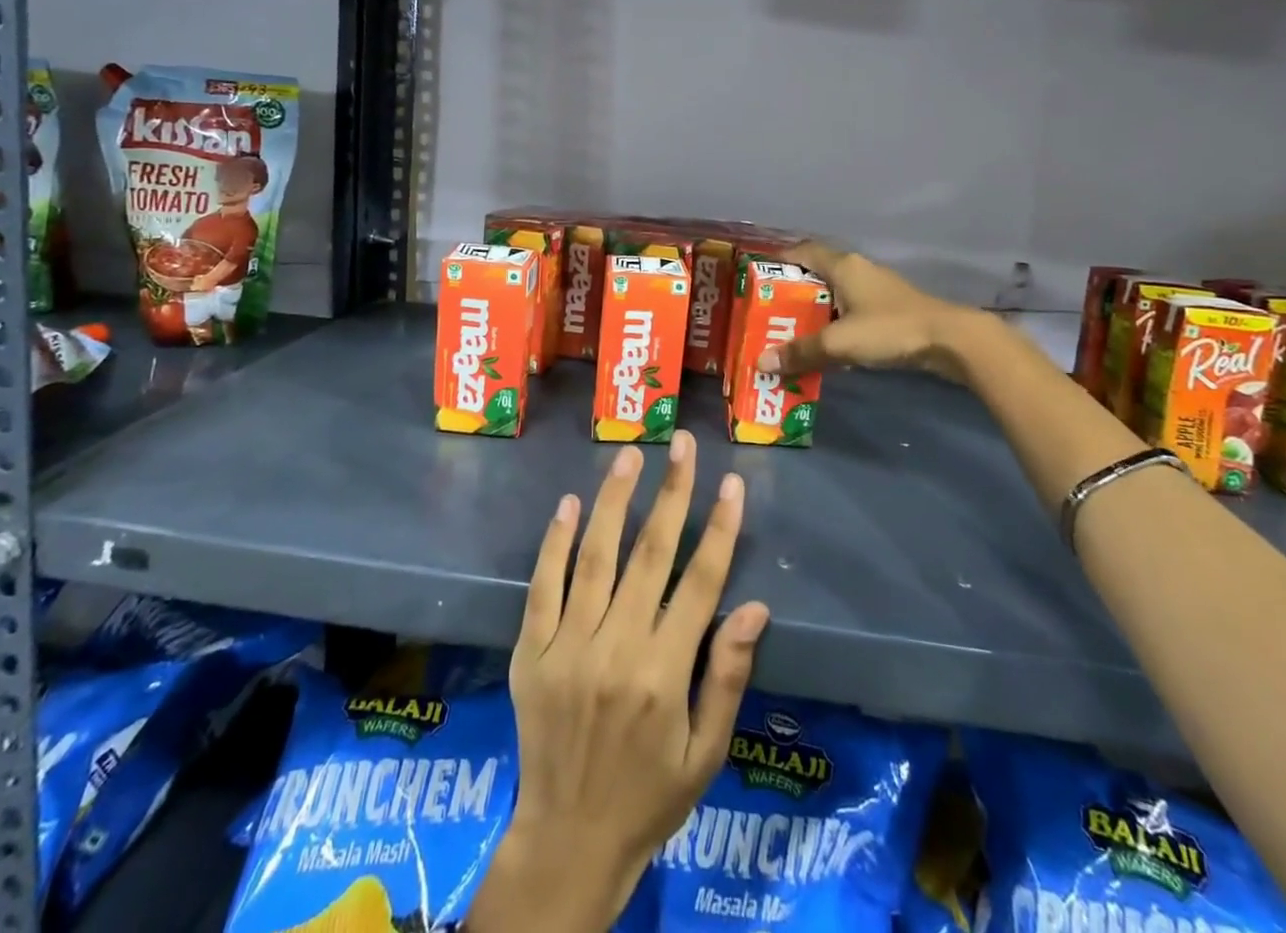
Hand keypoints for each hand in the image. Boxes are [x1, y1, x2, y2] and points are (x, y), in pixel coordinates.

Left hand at [472, 434, 769, 932]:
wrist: (567, 841)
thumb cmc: (649, 796)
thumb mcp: (705, 754)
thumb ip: (727, 676)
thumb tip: (756, 607)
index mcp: (663, 675)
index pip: (700, 583)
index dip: (720, 529)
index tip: (732, 483)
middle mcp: (615, 650)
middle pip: (650, 555)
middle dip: (671, 493)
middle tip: (682, 443)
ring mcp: (566, 647)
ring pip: (594, 558)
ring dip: (614, 501)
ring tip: (631, 455)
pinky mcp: (530, 652)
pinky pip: (542, 586)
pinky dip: (555, 542)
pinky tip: (569, 503)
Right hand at [757, 241, 975, 380]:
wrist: (951, 340)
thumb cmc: (890, 329)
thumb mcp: (839, 342)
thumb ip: (801, 351)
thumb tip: (761, 362)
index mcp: (843, 266)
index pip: (803, 252)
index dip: (779, 261)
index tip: (757, 278)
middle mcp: (858, 271)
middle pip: (816, 275)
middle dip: (792, 294)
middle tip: (768, 314)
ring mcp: (876, 290)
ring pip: (835, 295)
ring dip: (814, 312)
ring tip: (790, 333)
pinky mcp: (890, 310)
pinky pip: (851, 312)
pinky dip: (834, 324)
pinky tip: (826, 346)